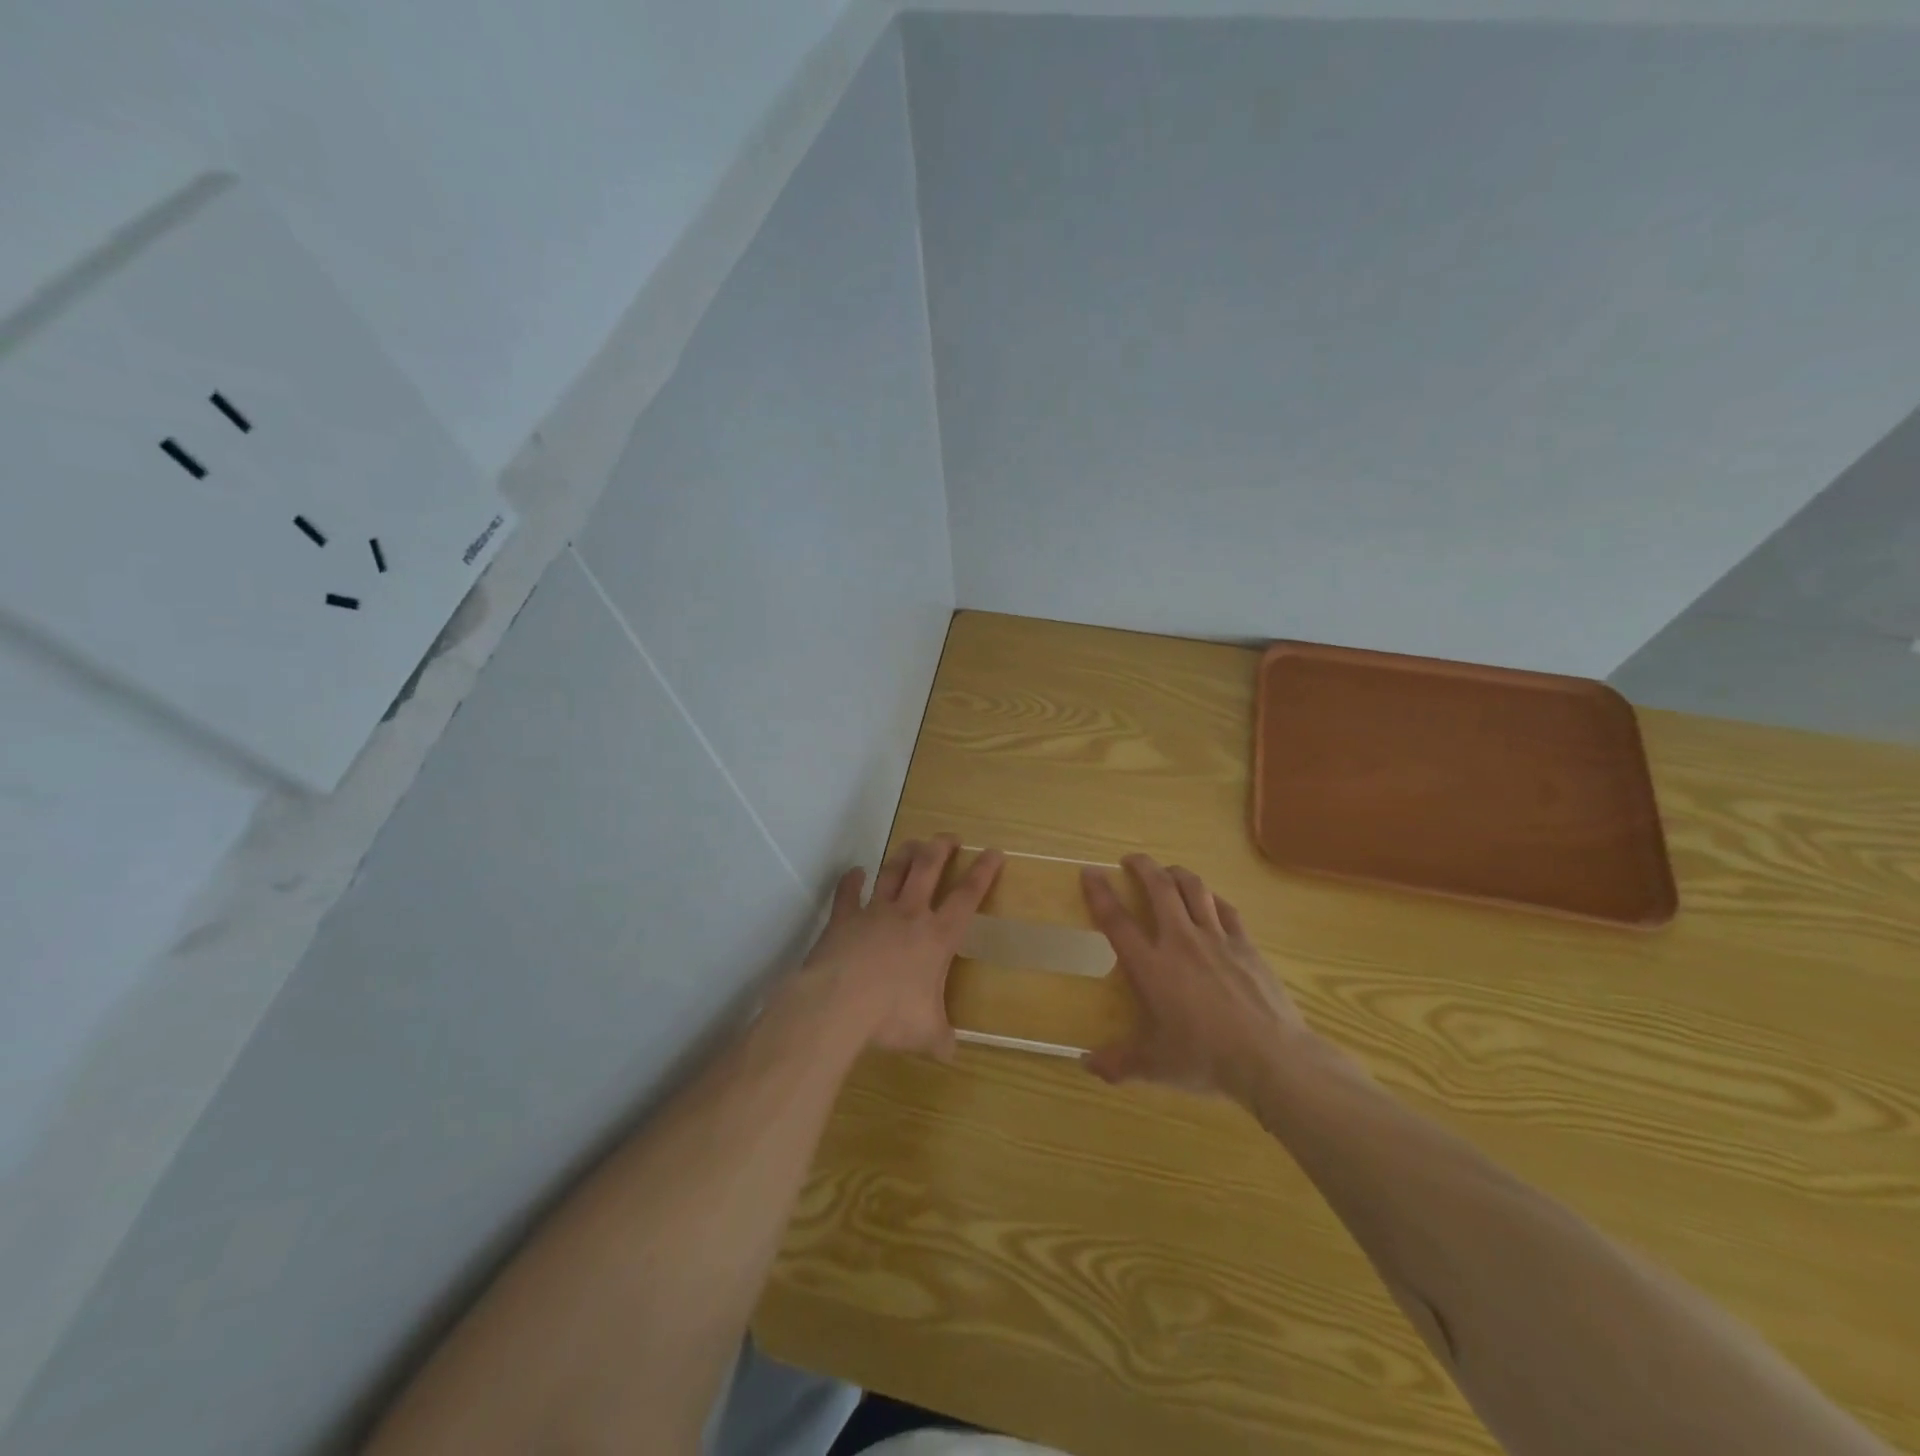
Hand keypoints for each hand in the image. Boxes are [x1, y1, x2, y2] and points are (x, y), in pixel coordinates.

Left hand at [802, 835, 1002, 1057]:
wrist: (839, 1003)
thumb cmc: (891, 1016)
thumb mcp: (926, 1033)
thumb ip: (940, 1038)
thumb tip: (950, 1053)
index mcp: (937, 937)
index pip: (967, 897)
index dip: (983, 872)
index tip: (993, 852)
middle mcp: (909, 914)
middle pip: (928, 868)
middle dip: (941, 848)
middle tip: (949, 836)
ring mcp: (875, 912)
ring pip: (893, 872)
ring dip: (904, 855)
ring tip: (913, 843)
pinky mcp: (844, 918)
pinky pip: (848, 892)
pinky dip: (852, 880)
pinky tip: (855, 871)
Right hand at [1081, 854, 1310, 1106]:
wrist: (1271, 1058)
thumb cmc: (1206, 1059)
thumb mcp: (1156, 1067)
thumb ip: (1119, 1064)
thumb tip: (1087, 1065)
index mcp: (1152, 966)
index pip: (1117, 920)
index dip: (1100, 893)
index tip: (1089, 872)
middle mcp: (1180, 941)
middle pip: (1159, 888)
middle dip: (1142, 866)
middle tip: (1131, 860)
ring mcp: (1217, 939)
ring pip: (1194, 889)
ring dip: (1177, 873)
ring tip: (1168, 872)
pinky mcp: (1246, 945)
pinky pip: (1226, 909)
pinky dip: (1212, 898)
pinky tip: (1210, 900)